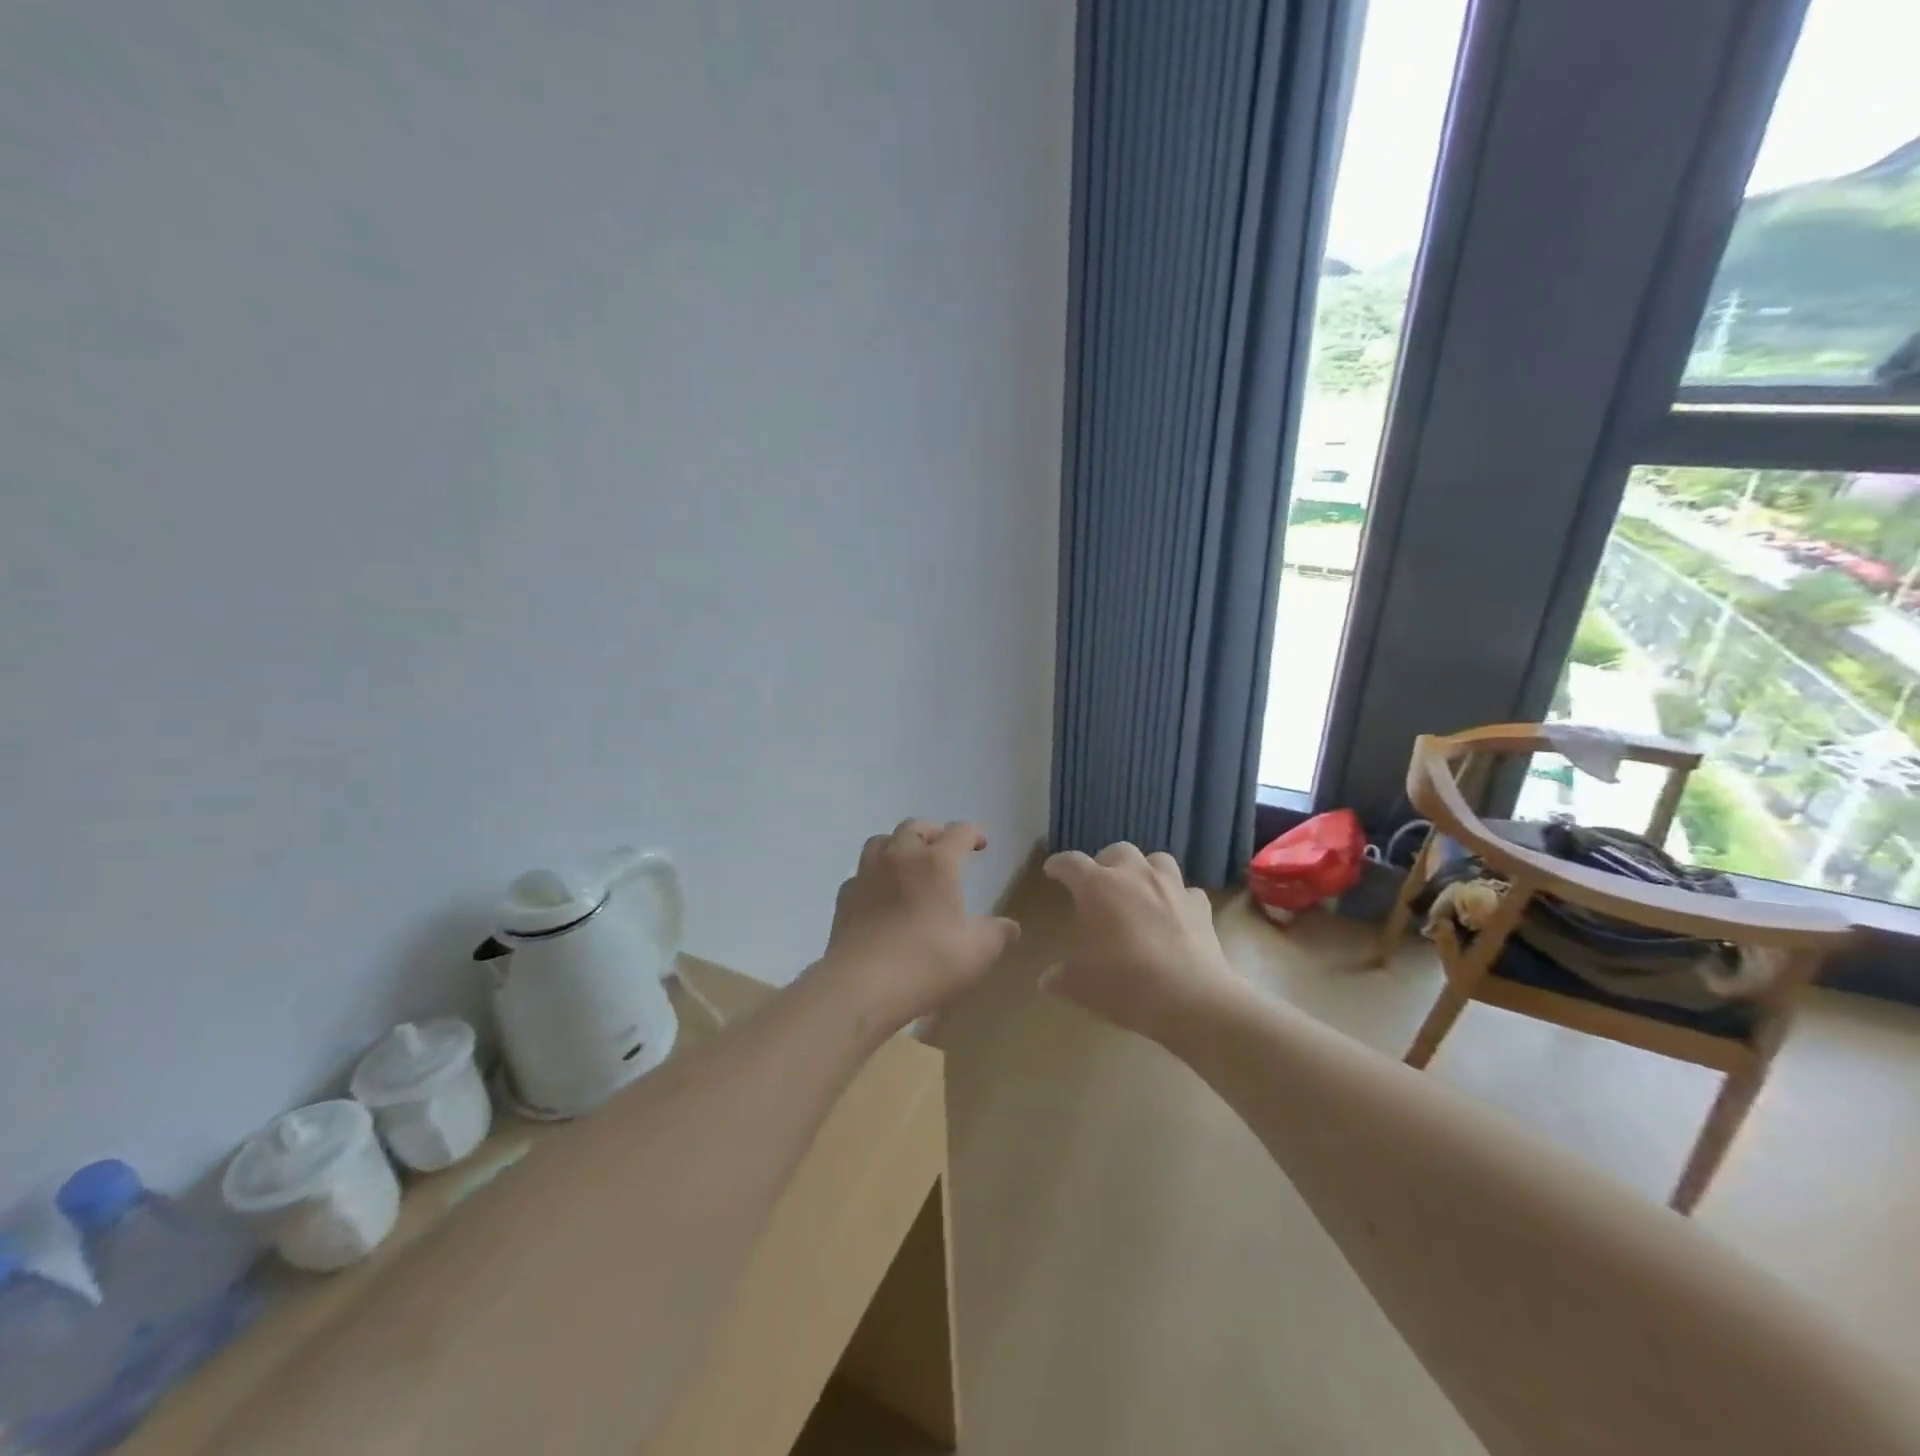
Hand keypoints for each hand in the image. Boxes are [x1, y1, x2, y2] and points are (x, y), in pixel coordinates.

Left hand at [819, 819, 1020, 1027]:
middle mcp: (900, 858)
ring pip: (881, 841)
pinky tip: (880, 896)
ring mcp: (867, 875)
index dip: (974, 833)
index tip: (981, 845)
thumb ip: (997, 935)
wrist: (860, 986)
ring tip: (909, 864)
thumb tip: (1010, 927)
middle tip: (944, 849)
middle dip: (933, 832)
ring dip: (898, 845)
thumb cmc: (926, 963)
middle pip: (915, 827)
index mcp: (937, 863)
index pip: (959, 832)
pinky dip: (874, 876)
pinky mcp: (845, 897)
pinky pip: (861, 874)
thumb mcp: (976, 953)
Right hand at [1041, 843, 1237, 1038]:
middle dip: (1105, 863)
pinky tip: (1174, 915)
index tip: (1052, 869)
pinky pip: (1187, 892)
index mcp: (1097, 887)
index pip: (1071, 863)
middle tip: (1099, 884)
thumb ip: (1060, 977)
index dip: (1059, 864)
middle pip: (1117, 851)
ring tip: (1139, 890)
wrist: (1190, 998)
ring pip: (1157, 861)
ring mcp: (1172, 887)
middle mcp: (1134, 876)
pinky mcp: (1200, 906)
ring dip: (1145, 870)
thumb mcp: (1080, 985)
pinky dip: (1178, 899)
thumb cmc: (1124, 983)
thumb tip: (1046, 980)